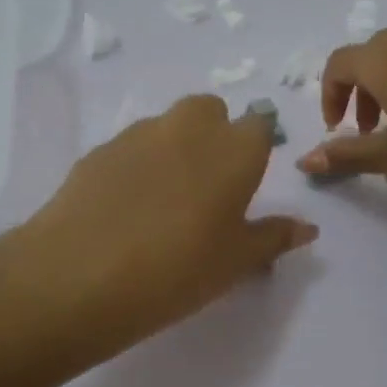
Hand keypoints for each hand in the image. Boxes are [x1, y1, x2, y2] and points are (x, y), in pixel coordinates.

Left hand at [21, 95, 316, 348]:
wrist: (80, 276)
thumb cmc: (177, 271)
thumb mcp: (235, 263)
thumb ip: (273, 238)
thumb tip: (307, 227)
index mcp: (234, 149)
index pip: (258, 125)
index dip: (255, 149)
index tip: (245, 183)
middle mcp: (188, 128)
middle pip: (210, 111)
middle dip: (214, 134)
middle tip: (206, 187)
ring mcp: (138, 134)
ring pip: (167, 125)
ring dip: (174, 147)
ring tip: (162, 201)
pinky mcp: (98, 150)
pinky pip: (129, 147)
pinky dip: (136, 164)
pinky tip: (124, 207)